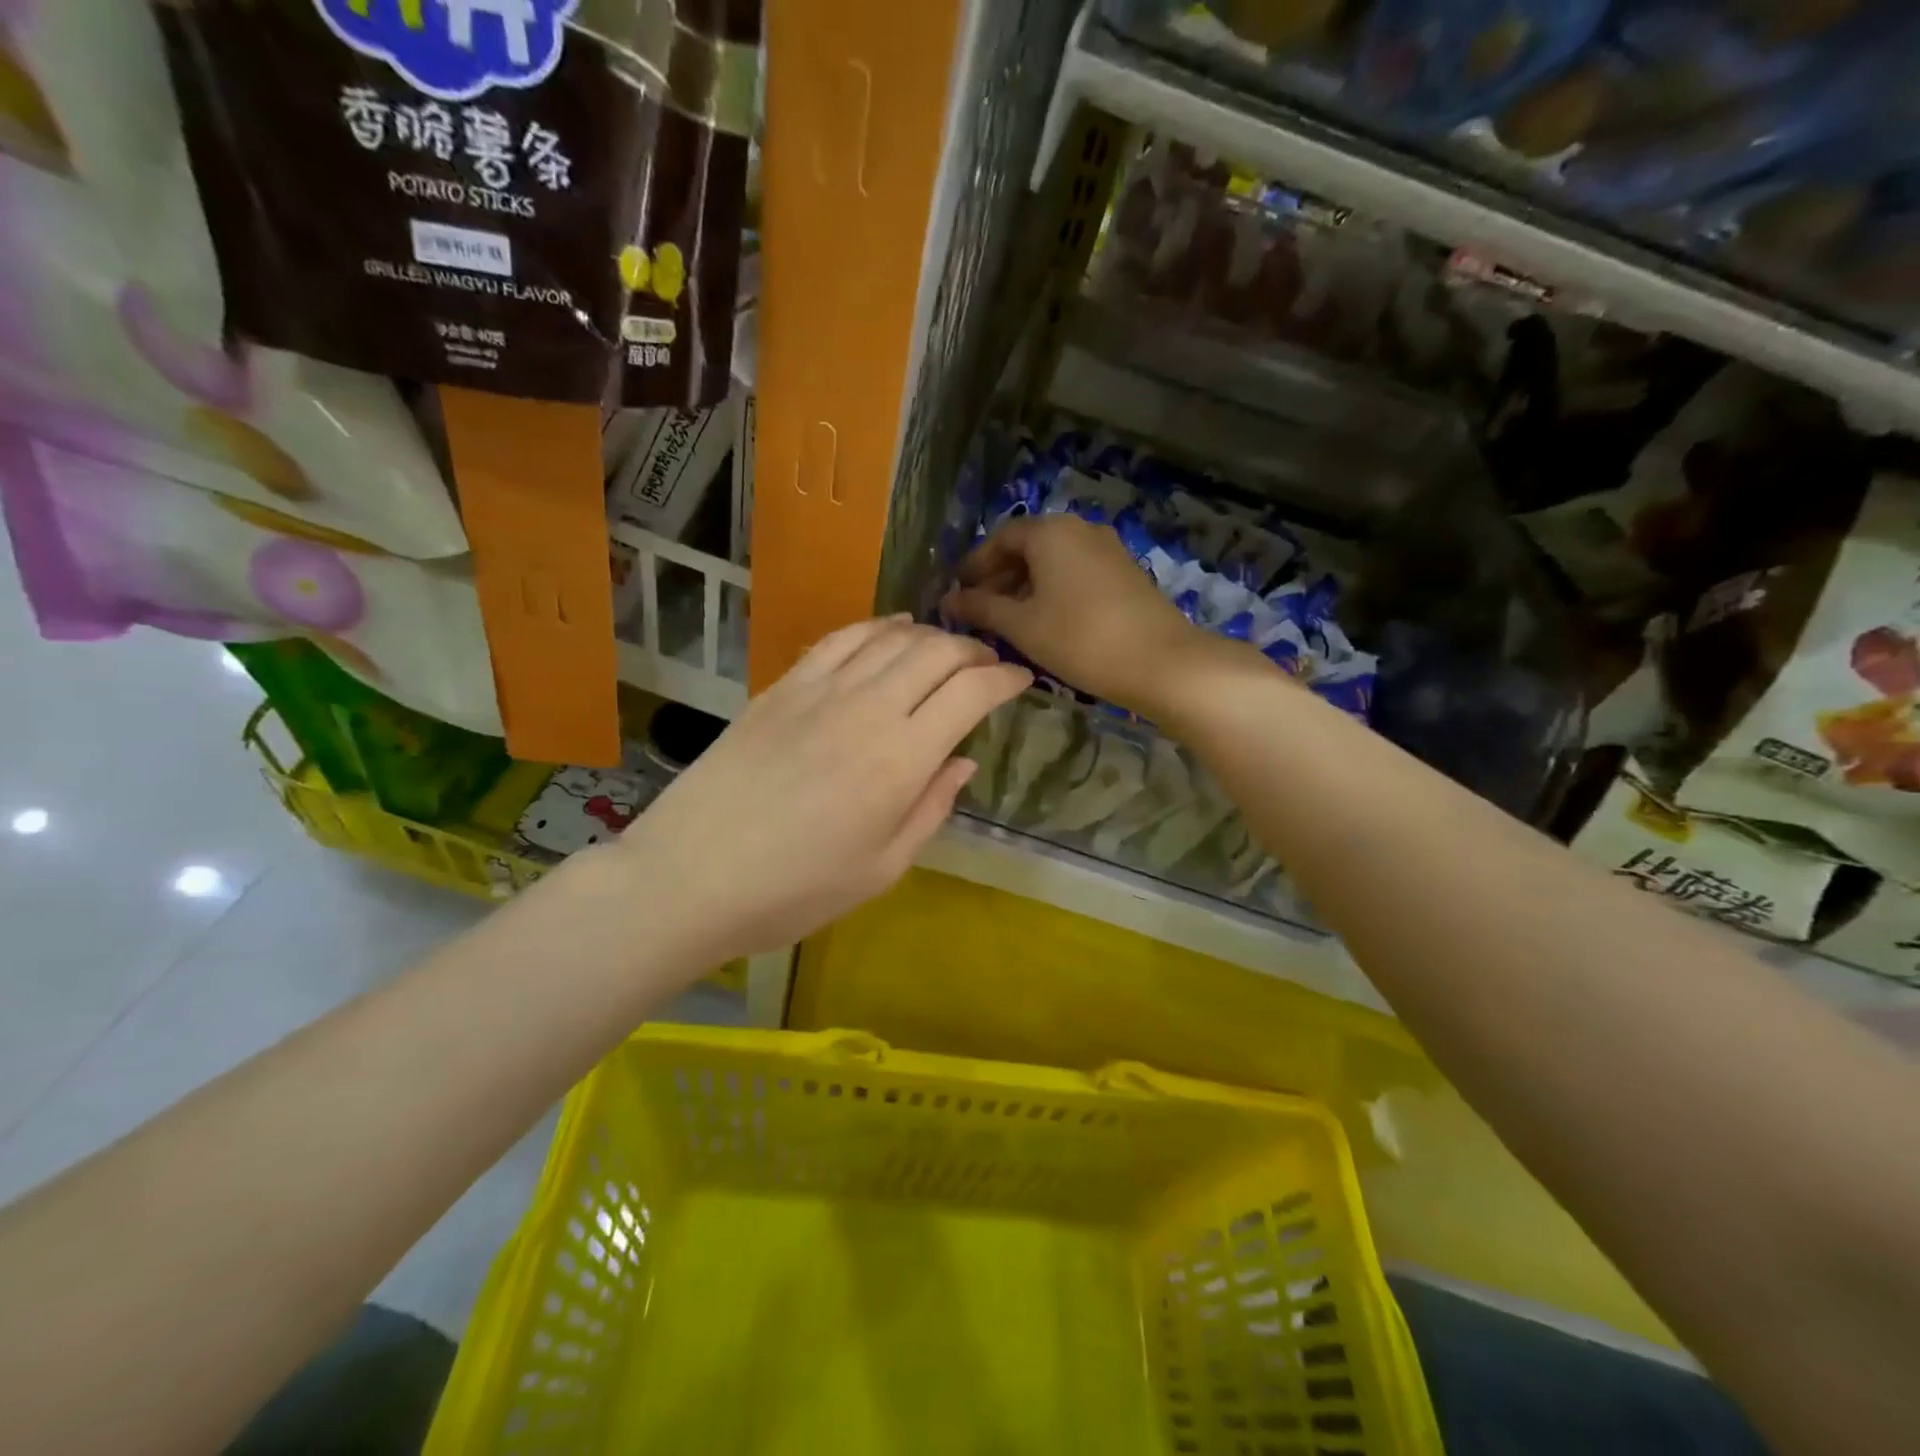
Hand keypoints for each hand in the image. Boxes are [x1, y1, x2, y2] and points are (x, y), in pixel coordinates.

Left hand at [613, 618, 1030, 962]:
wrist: (691, 877)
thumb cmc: (795, 890)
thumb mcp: (882, 868)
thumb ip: (930, 808)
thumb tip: (962, 761)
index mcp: (901, 759)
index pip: (970, 693)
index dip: (1004, 679)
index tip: (1021, 681)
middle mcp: (868, 708)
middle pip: (935, 651)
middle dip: (973, 650)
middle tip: (988, 665)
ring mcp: (820, 690)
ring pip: (891, 637)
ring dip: (930, 635)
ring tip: (946, 649)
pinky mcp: (783, 686)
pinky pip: (841, 639)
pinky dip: (876, 626)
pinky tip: (891, 629)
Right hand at [943, 514, 1254, 718]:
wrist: (1159, 661)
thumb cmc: (1078, 638)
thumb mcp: (1021, 625)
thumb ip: (980, 609)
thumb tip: (948, 601)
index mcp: (1050, 532)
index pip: (1000, 538)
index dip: (975, 565)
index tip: (958, 593)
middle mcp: (1079, 529)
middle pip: (1028, 547)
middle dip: (999, 577)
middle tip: (979, 611)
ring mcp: (1107, 549)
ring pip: (1054, 561)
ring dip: (1025, 586)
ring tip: (1008, 622)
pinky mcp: (1125, 572)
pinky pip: (1076, 573)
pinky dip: (1053, 591)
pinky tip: (1045, 622)